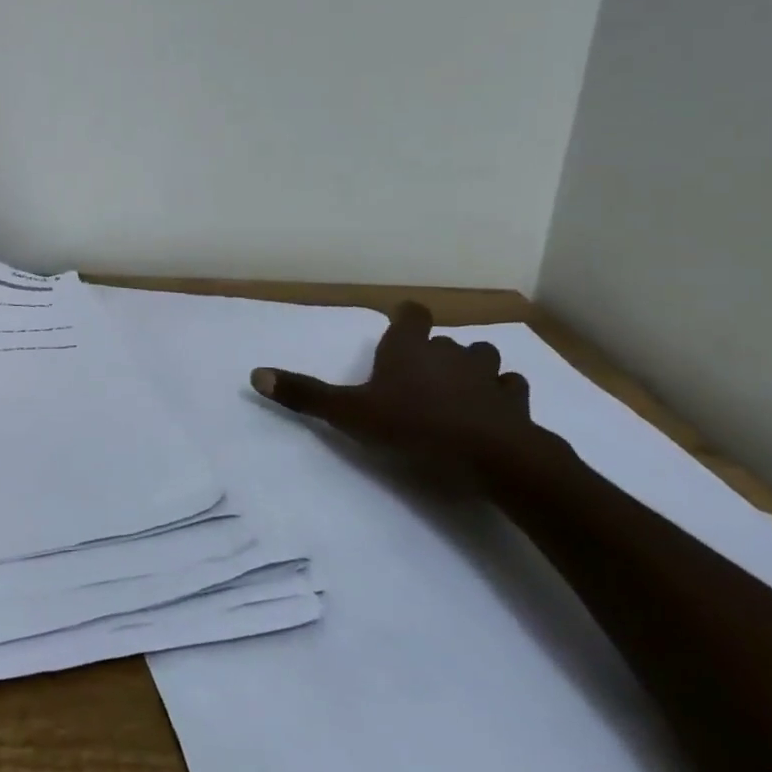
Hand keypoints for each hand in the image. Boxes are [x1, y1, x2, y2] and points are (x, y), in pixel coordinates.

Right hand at [250, 302, 540, 483]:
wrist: (491, 455)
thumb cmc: (414, 427)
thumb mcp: (349, 414)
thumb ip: (306, 395)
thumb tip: (255, 373)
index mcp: (409, 349)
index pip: (411, 315)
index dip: (406, 318)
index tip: (400, 326)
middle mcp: (449, 353)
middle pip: (444, 340)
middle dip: (434, 353)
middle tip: (418, 377)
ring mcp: (487, 375)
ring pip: (483, 358)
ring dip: (473, 369)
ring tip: (460, 390)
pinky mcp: (515, 402)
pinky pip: (510, 389)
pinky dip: (503, 396)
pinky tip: (495, 411)